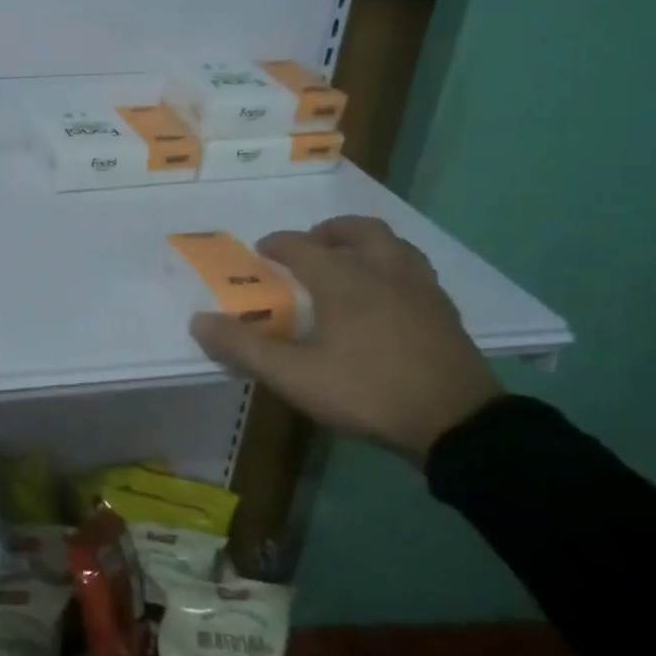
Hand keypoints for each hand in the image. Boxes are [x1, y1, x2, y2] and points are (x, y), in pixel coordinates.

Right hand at [188, 216, 501, 465]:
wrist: (456, 424)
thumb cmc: (366, 392)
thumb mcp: (294, 377)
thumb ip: (243, 347)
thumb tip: (199, 321)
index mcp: (344, 279)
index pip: (301, 246)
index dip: (277, 244)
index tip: (261, 252)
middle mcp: (383, 271)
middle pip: (358, 231)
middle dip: (330, 231)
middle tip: (312, 245)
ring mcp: (420, 289)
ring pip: (394, 245)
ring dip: (366, 243)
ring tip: (351, 261)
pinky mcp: (444, 311)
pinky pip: (415, 270)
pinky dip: (393, 267)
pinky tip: (387, 295)